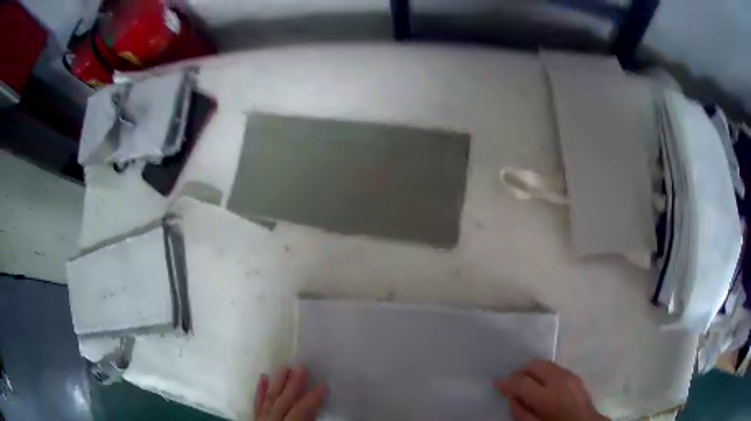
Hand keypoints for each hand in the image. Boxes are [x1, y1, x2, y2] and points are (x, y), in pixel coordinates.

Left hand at [254, 366, 326, 420]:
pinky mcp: (255, 416)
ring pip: (270, 398)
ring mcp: (261, 418)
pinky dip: (260, 390)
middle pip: (283, 400)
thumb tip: (315, 407)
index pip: (300, 410)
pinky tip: (263, 376)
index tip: (323, 384)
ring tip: (285, 367)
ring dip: (278, 383)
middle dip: (293, 384)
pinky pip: (257, 402)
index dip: (312, 398)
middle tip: (302, 368)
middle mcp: (272, 419)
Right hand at [496, 360, 607, 420]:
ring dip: (533, 371)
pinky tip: (543, 385)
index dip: (507, 382)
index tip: (498, 383)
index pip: (522, 381)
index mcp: (548, 396)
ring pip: (545, 363)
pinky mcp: (574, 374)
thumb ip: (518, 409)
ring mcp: (569, 375)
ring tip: (528, 384)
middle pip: (534, 365)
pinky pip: (554, 368)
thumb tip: (510, 394)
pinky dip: (544, 373)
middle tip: (513, 383)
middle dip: (521, 371)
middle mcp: (560, 380)